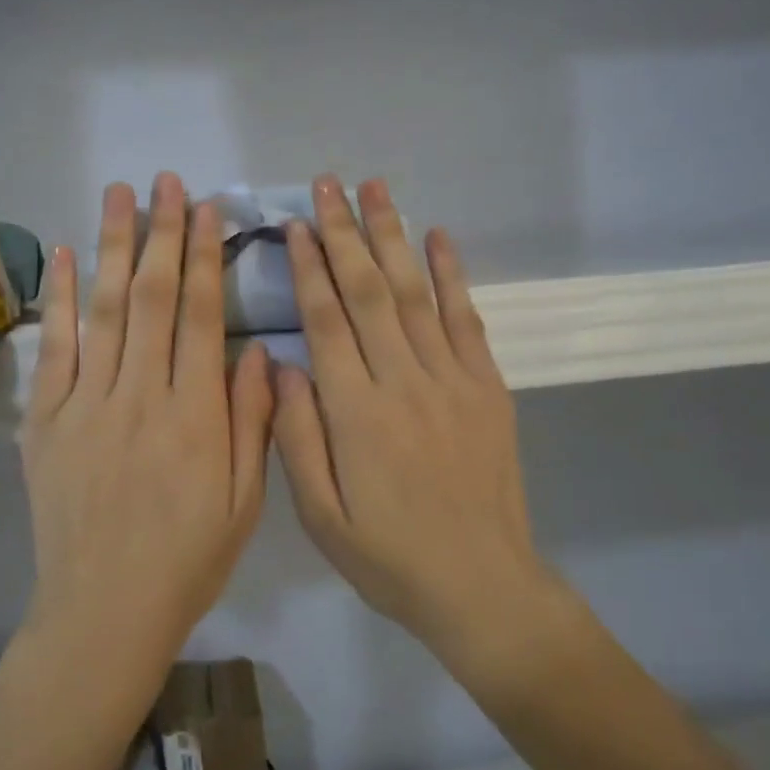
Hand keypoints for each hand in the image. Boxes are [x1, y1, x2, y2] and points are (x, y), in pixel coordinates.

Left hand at [21, 173, 273, 664]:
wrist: (104, 610)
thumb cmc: (187, 559)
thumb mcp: (244, 500)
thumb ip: (253, 420)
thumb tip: (259, 349)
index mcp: (195, 415)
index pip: (199, 316)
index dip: (203, 258)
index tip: (207, 210)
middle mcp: (140, 396)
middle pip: (151, 298)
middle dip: (161, 233)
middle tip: (166, 182)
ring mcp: (87, 405)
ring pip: (103, 310)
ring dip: (111, 246)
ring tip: (119, 194)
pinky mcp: (47, 422)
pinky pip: (55, 350)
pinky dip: (58, 300)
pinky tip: (63, 255)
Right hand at [273, 176, 548, 657]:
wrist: (481, 585)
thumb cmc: (389, 557)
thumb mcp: (321, 515)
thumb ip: (295, 437)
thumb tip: (282, 366)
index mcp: (355, 412)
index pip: (326, 321)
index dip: (309, 267)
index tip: (295, 224)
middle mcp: (402, 381)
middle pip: (368, 291)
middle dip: (344, 232)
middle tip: (328, 184)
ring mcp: (452, 379)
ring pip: (414, 293)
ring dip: (393, 236)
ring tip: (376, 189)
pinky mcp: (488, 387)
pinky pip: (466, 319)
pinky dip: (452, 275)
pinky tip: (439, 238)